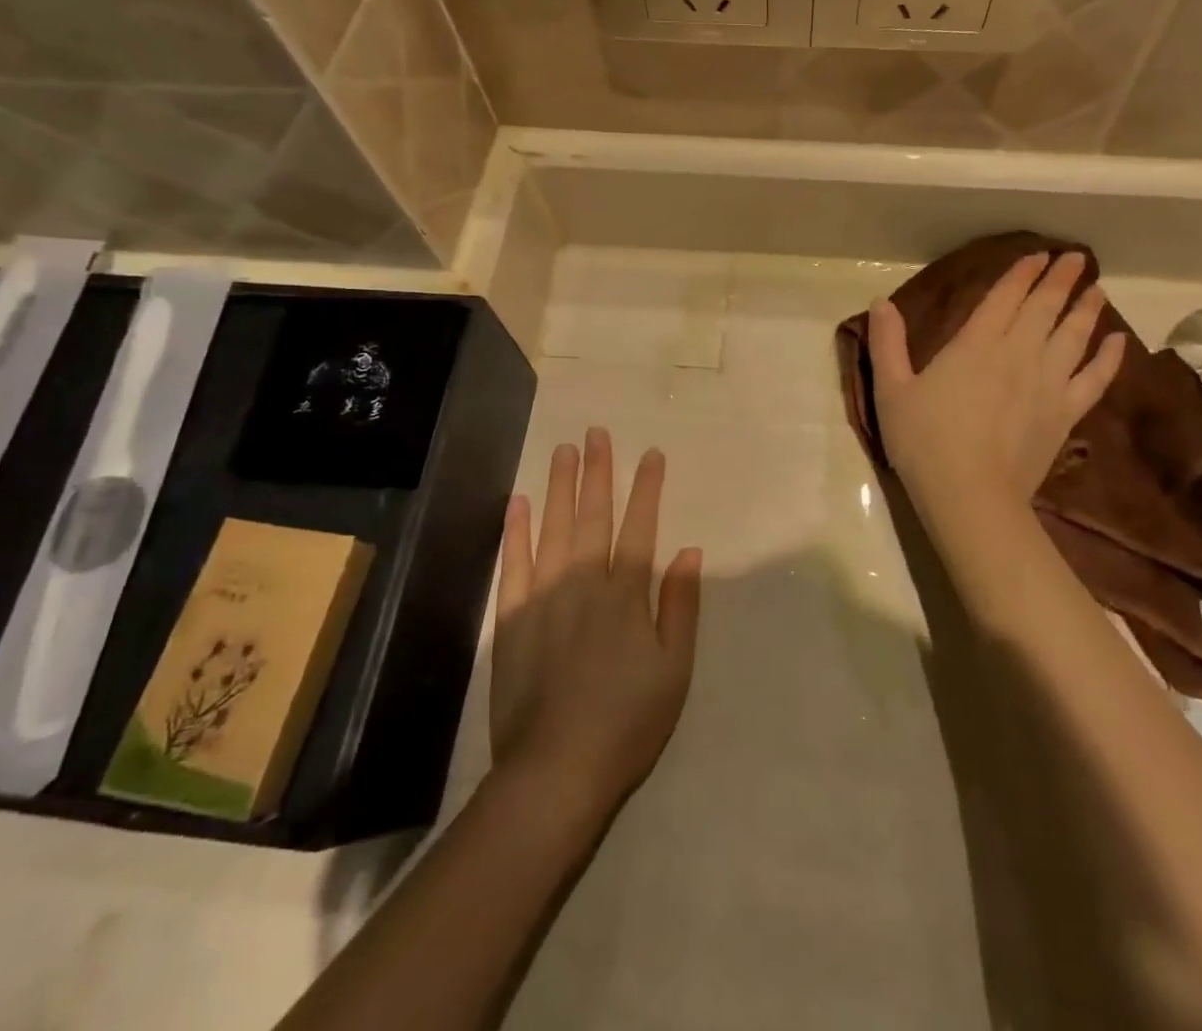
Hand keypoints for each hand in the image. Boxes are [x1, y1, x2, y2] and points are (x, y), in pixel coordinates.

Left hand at [491, 428, 702, 824]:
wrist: (557, 769)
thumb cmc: (628, 722)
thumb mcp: (674, 669)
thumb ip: (680, 606)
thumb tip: (688, 550)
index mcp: (626, 594)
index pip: (640, 526)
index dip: (647, 488)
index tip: (652, 455)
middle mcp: (585, 582)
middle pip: (593, 515)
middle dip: (598, 471)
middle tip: (597, 433)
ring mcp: (544, 596)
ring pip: (554, 527)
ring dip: (560, 486)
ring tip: (564, 450)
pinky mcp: (513, 617)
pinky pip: (514, 563)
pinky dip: (516, 531)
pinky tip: (519, 502)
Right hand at [867, 252, 1125, 511]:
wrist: (970, 495)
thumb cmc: (923, 441)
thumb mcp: (891, 389)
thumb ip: (887, 343)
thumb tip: (881, 302)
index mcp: (975, 345)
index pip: (1004, 298)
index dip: (1021, 274)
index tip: (1038, 255)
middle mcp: (1018, 354)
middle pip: (1044, 309)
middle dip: (1060, 280)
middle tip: (1078, 258)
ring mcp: (1047, 383)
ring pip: (1074, 336)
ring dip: (1087, 310)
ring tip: (1098, 290)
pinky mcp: (1065, 414)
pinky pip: (1094, 379)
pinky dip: (1108, 358)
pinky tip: (1119, 342)